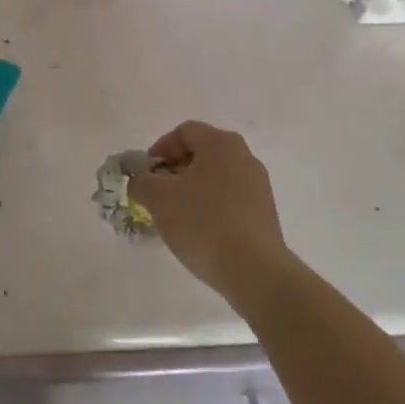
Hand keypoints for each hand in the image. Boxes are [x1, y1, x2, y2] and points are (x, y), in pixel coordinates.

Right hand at [128, 121, 292, 306]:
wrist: (255, 271)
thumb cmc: (203, 223)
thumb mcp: (158, 198)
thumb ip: (141, 181)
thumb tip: (140, 180)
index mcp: (221, 143)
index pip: (183, 132)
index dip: (159, 149)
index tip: (146, 176)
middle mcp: (244, 156)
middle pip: (200, 154)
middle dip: (173, 172)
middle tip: (157, 196)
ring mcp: (258, 185)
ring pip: (214, 178)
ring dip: (191, 191)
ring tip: (175, 218)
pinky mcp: (264, 212)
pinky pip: (229, 199)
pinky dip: (210, 208)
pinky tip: (199, 233)